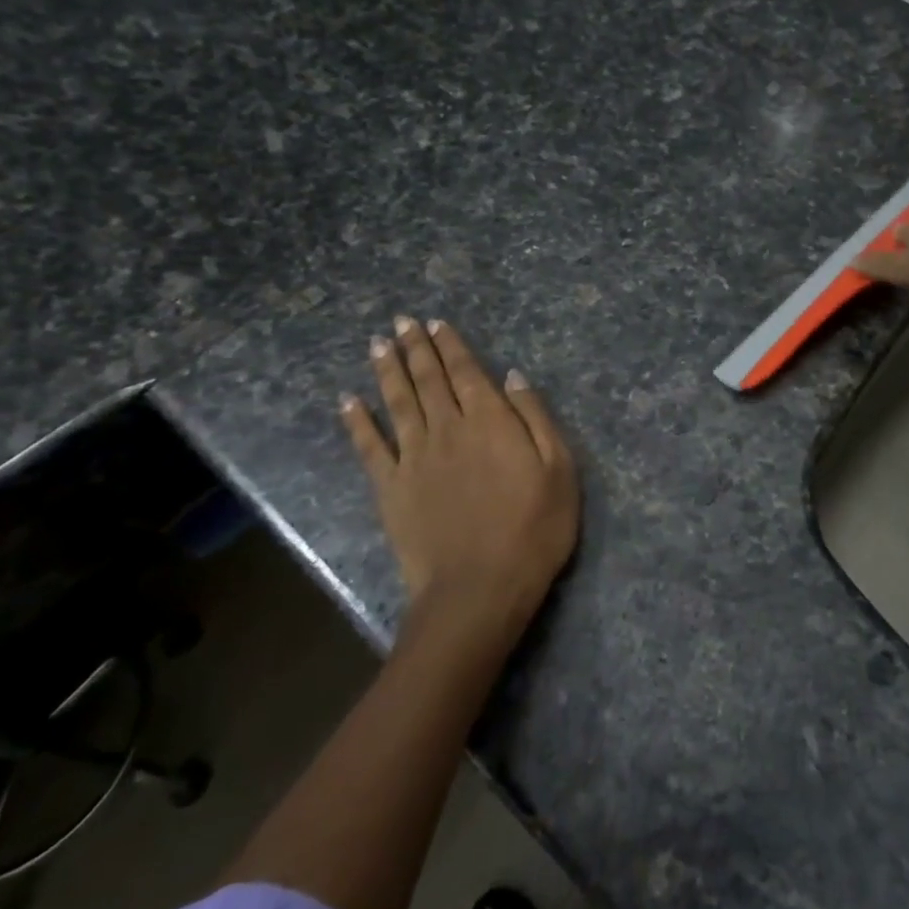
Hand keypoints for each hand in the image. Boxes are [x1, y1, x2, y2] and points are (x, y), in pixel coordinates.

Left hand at [341, 317, 579, 647]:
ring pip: (397, 403)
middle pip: (428, 380)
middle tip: (401, 321)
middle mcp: (447, 429)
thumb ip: (535, 418)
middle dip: (416, 348)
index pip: (466, 372)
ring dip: (387, 371)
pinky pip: (369, 447)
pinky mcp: (391, 488)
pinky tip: (348, 401)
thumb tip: (512, 376)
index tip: (435, 323)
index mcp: (490, 422)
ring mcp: (414, 458)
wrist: (480, 588)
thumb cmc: (534, 529)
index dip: (450, 346)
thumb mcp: (560, 470)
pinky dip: (357, 422)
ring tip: (378, 343)